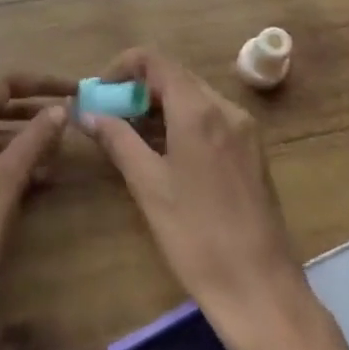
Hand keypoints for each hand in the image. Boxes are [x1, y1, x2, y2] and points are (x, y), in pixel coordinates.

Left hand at [0, 74, 70, 349]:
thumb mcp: (6, 183)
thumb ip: (34, 139)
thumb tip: (59, 107)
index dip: (36, 82)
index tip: (72, 88)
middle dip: (30, 110)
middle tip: (70, 119)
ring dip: (21, 140)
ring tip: (59, 153)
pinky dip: (7, 165)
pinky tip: (37, 182)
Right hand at [80, 49, 312, 349]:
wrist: (260, 288)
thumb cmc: (196, 236)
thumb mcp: (148, 186)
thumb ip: (118, 140)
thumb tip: (88, 113)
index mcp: (200, 110)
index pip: (156, 61)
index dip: (123, 67)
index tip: (100, 92)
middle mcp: (227, 109)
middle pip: (176, 77)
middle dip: (138, 89)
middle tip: (108, 116)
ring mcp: (245, 130)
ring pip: (194, 99)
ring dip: (159, 107)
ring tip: (128, 136)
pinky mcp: (252, 153)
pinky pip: (211, 120)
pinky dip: (182, 123)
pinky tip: (163, 154)